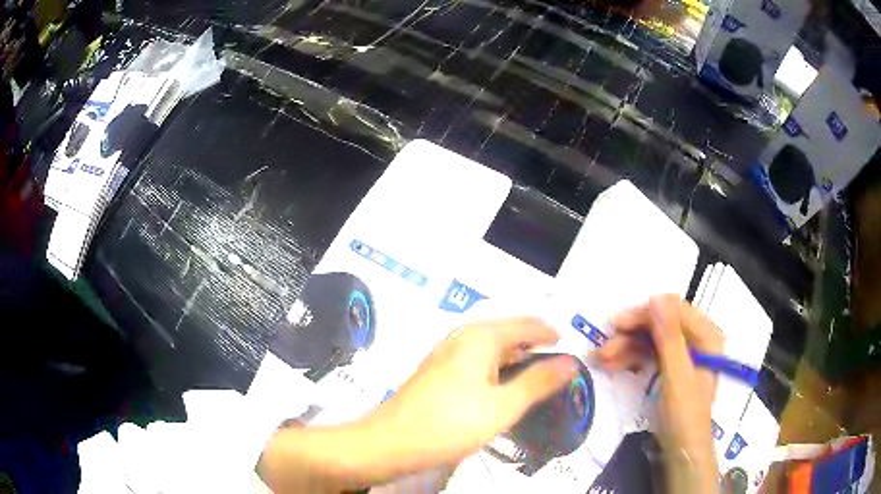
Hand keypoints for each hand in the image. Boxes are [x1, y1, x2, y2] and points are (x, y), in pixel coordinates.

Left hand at [259, 318, 577, 492]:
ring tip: (534, 374)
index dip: (547, 332)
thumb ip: (538, 383)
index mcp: (479, 338)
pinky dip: (495, 371)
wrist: (390, 443)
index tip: (567, 344)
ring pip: (489, 350)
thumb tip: (570, 362)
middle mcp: (461, 339)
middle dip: (531, 344)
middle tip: (556, 362)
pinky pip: (475, 363)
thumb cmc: (449, 424)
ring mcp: (445, 356)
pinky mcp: (436, 375)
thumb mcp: (502, 407)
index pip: (523, 324)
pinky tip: (500, 388)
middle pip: (505, 333)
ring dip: (513, 358)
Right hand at [595, 295, 722, 492]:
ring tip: (601, 359)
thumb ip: (669, 338)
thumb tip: (656, 298)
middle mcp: (695, 340)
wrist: (680, 450)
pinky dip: (630, 358)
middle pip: (661, 324)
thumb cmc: (685, 415)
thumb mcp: (677, 376)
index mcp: (706, 337)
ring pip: (650, 339)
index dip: (648, 314)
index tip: (619, 323)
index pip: (676, 311)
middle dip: (632, 334)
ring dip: (626, 347)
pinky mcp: (669, 367)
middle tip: (606, 343)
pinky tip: (611, 364)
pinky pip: (648, 354)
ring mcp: (681, 354)